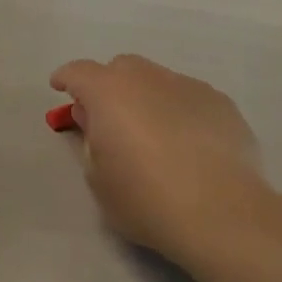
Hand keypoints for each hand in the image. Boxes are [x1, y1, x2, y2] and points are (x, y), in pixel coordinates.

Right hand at [50, 55, 268, 262]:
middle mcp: (149, 79)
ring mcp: (190, 86)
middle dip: (108, 85)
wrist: (220, 213)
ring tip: (153, 136)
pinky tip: (187, 144)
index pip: (79, 72)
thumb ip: (91, 142)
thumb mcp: (98, 179)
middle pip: (122, 68)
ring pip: (158, 81)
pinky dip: (178, 111)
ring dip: (146, 98)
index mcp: (110, 93)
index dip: (66, 79)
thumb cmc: (146, 200)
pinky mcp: (221, 103)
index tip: (60, 87)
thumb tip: (98, 123)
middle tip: (108, 118)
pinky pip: (188, 98)